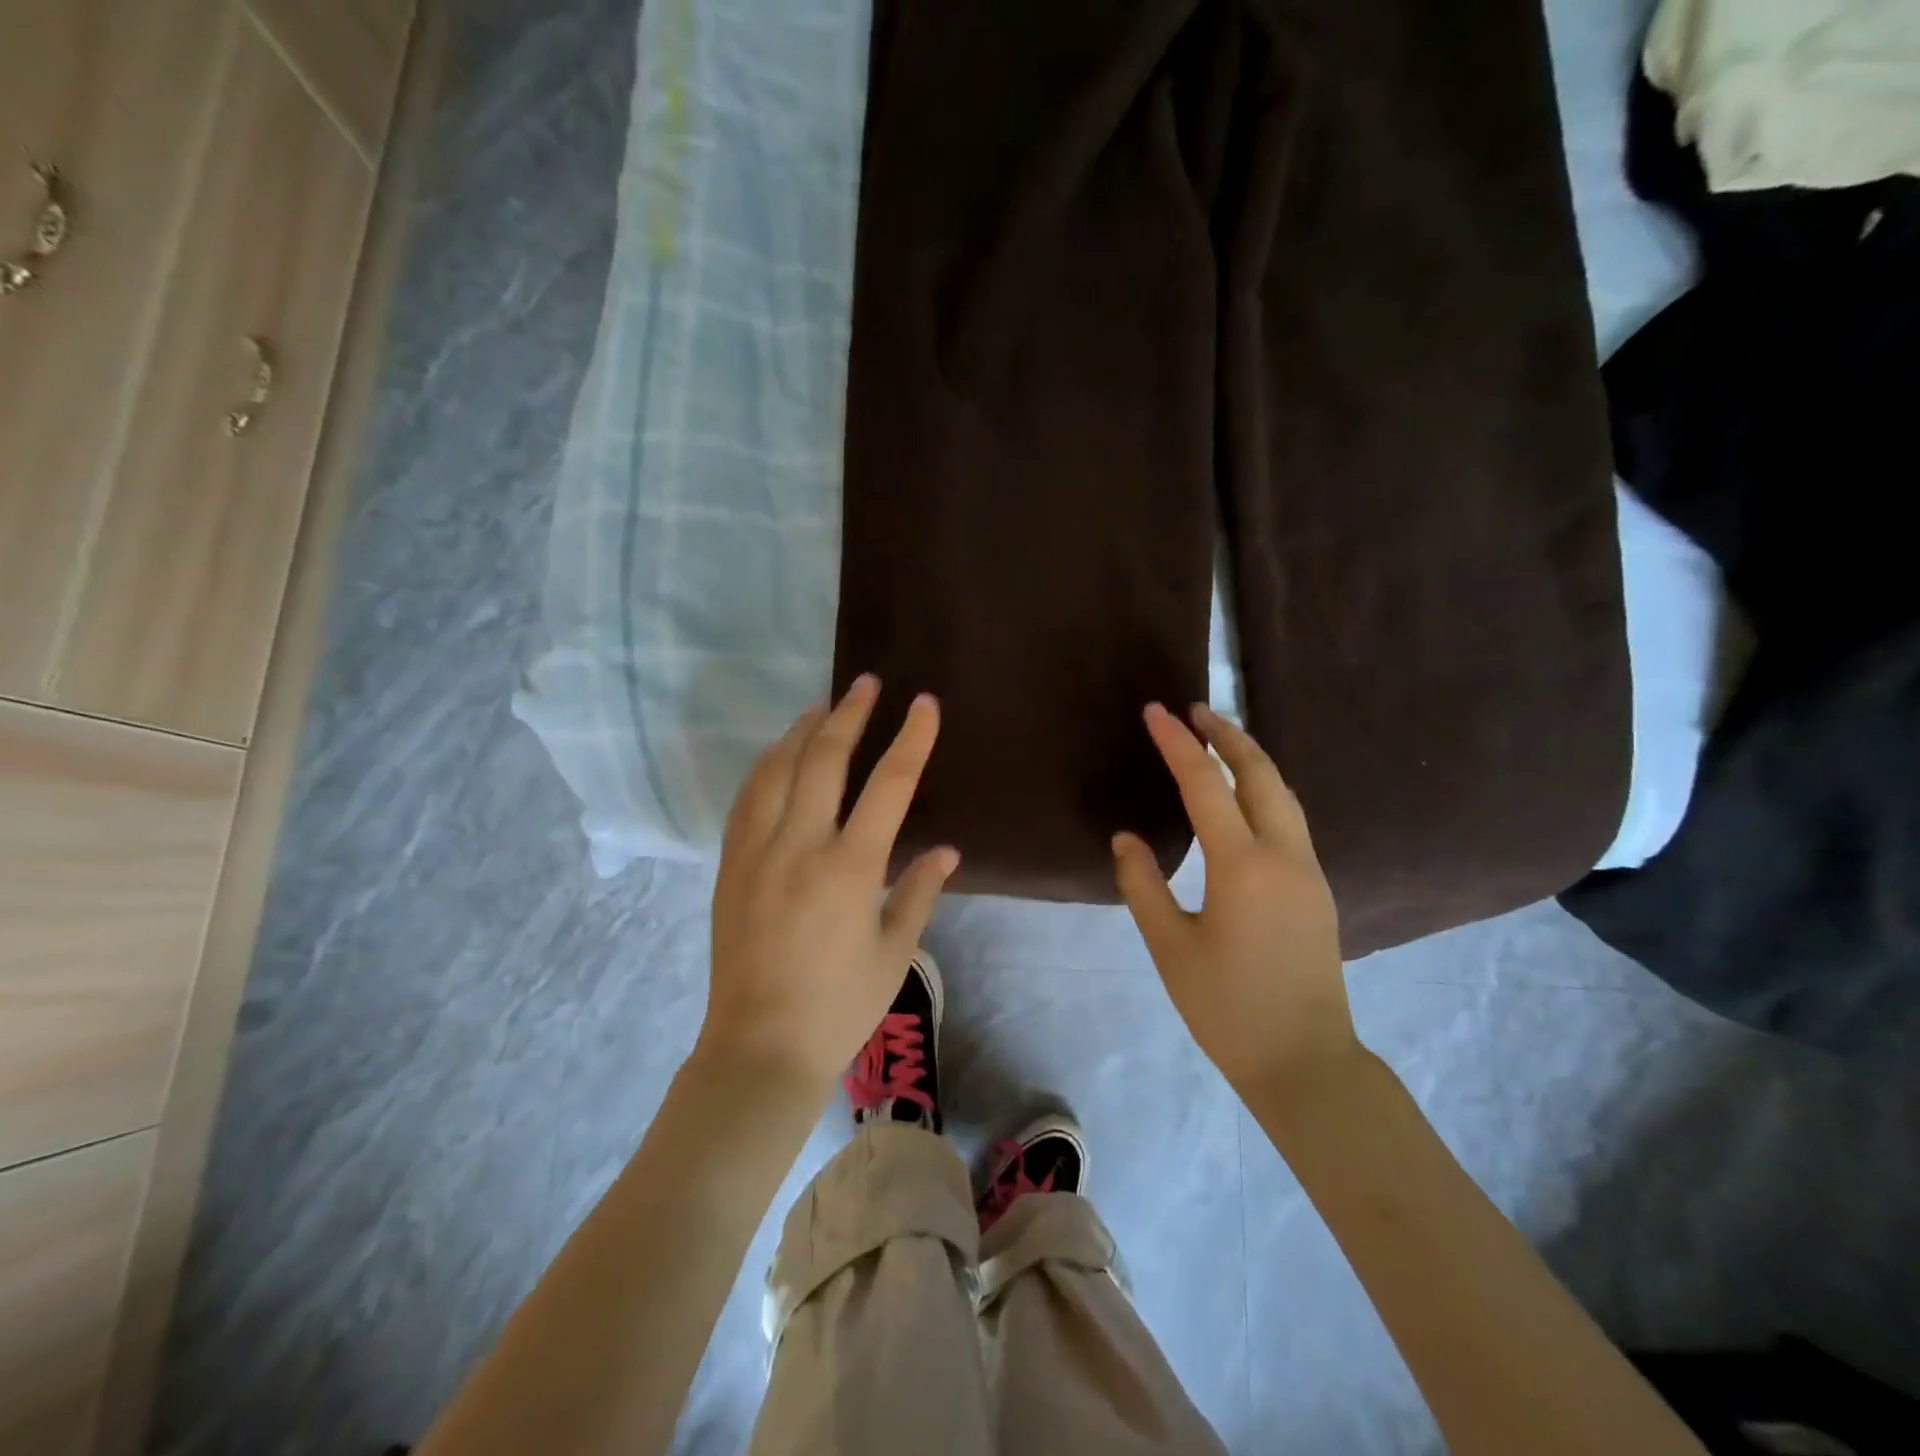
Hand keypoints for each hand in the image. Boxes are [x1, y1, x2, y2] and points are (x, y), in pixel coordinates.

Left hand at [699, 675, 958, 1093]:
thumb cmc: (840, 1005)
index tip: (924, 704)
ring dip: (802, 731)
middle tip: (866, 683)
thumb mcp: (895, 952)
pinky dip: (766, 766)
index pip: (889, 784)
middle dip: (850, 714)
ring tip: (822, 707)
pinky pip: (747, 799)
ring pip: (778, 769)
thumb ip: (919, 892)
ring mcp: (758, 851)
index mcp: (851, 867)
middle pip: (825, 759)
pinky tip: (777, 755)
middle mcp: (801, 845)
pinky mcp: (731, 865)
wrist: (760, 1047)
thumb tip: (947, 851)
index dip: (911, 739)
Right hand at [1113, 703, 1358, 1100]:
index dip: (1178, 744)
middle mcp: (1284, 856)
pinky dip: (1264, 789)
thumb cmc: (1227, 1008)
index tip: (1155, 712)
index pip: (1206, 785)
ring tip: (1218, 740)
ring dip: (1250, 759)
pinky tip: (1243, 798)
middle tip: (1193, 710)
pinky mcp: (1317, 890)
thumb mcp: (1169, 948)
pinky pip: (1291, 819)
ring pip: (1283, 794)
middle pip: (1260, 774)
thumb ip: (1143, 886)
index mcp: (1243, 866)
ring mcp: (1308, 872)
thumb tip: (1126, 839)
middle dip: (1227, 735)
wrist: (1305, 1063)